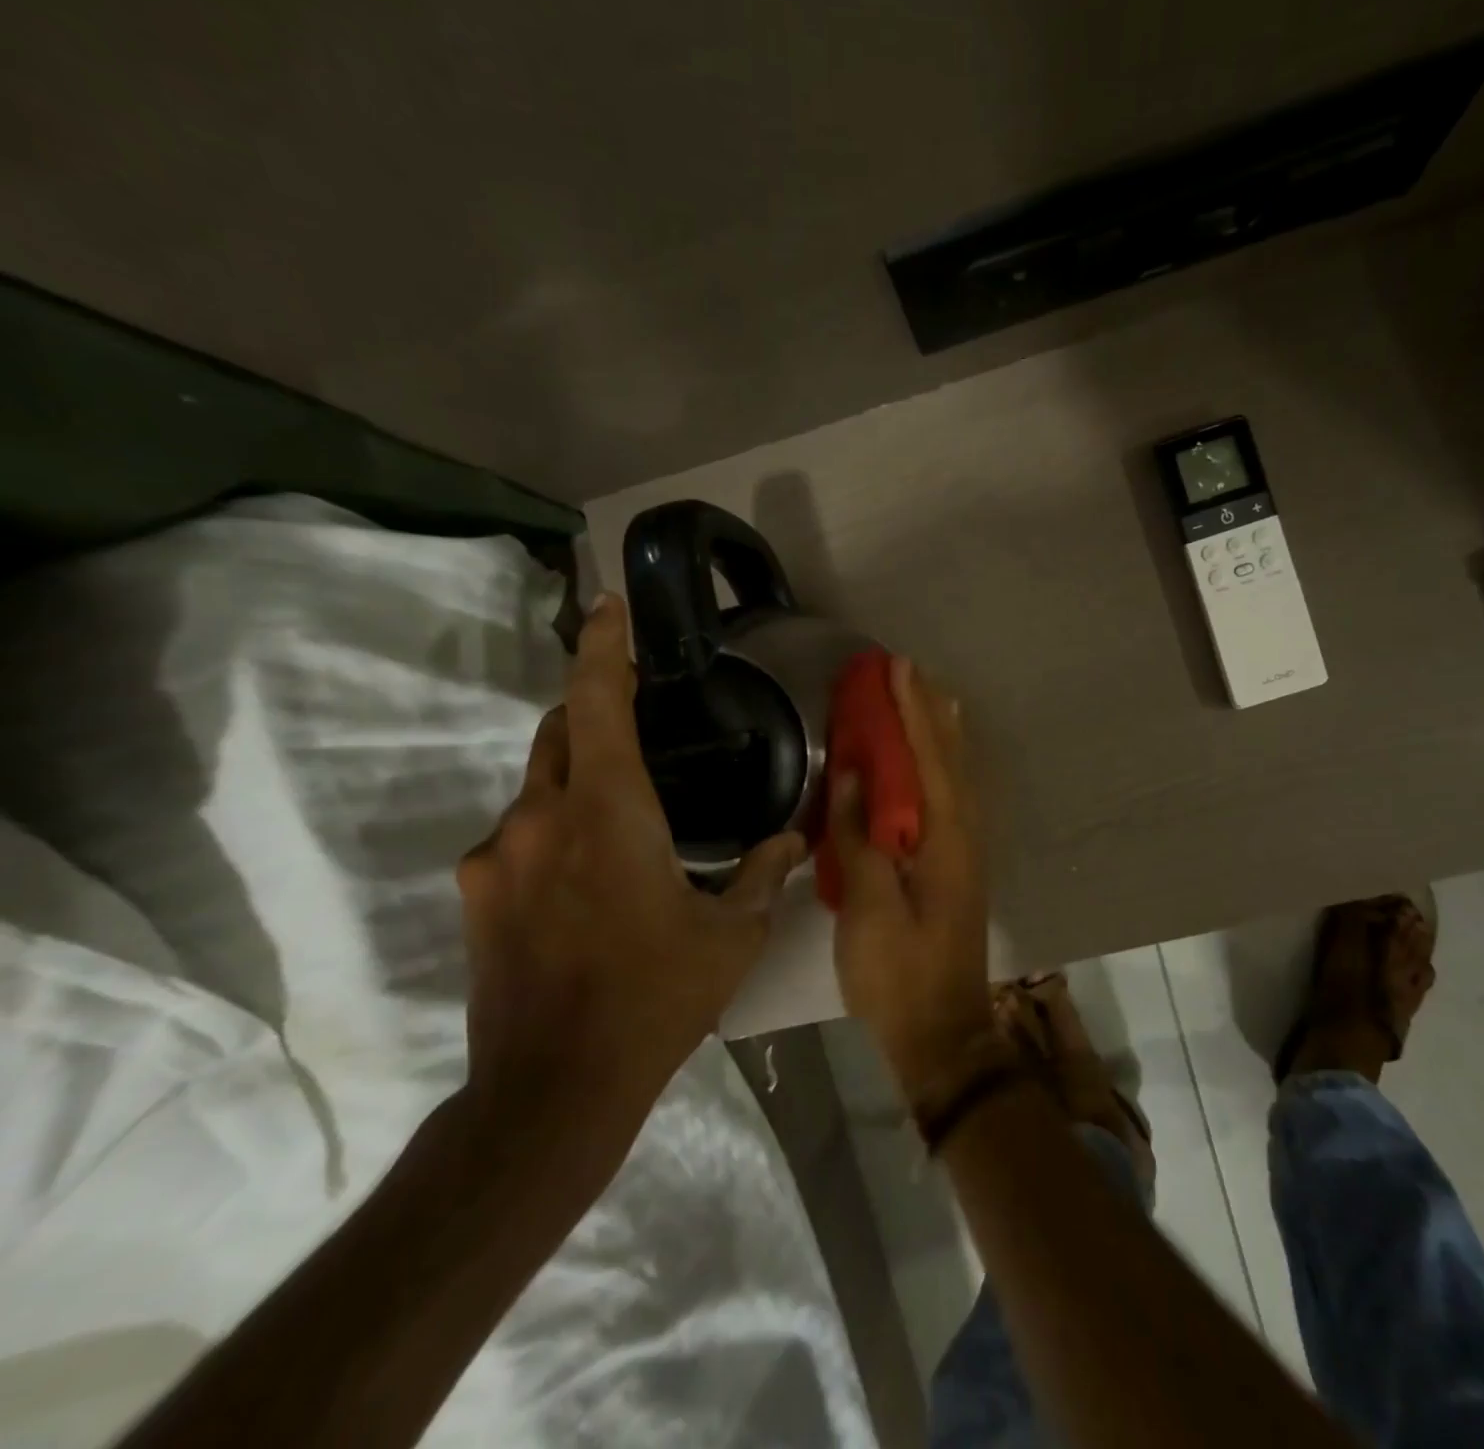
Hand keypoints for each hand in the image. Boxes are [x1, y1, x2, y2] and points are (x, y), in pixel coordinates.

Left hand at [457, 596, 803, 1166]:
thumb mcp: (731, 935)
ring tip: (625, 814)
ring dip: (577, 779)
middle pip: (557, 731)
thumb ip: (764, 874)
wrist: (553, 1089)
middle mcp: (539, 818)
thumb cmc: (655, 998)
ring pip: (537, 785)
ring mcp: (496, 856)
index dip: (604, 646)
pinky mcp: (476, 894)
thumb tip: (796, 838)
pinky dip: (555, 828)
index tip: (609, 604)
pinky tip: (589, 875)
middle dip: (592, 709)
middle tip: (636, 715)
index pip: (596, 702)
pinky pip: (518, 834)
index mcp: (606, 812)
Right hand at [828, 657, 992, 1105]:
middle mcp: (966, 836)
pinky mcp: (957, 870)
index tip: (899, 668)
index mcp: (946, 839)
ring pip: (958, 778)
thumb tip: (853, 777)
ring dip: (941, 736)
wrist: (942, 1034)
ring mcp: (966, 853)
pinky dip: (941, 769)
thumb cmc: (899, 974)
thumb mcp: (867, 908)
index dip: (912, 711)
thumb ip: (859, 839)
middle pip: (952, 760)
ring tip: (927, 700)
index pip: (929, 759)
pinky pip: (952, 799)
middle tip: (911, 673)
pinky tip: (928, 768)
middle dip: (931, 713)